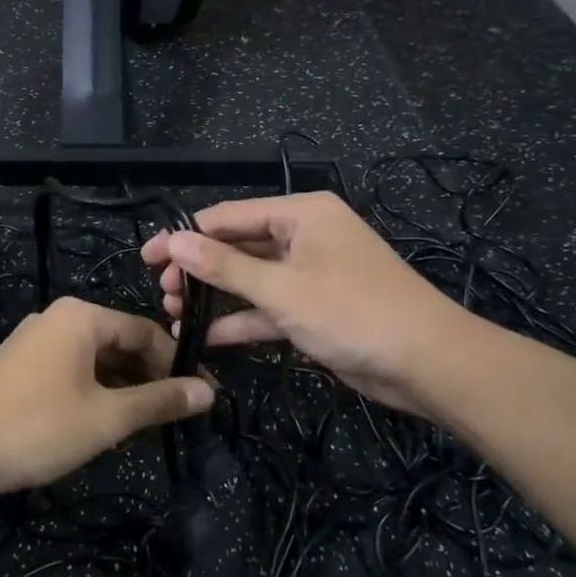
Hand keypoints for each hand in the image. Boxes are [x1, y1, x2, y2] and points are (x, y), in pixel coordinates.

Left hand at [0, 298, 213, 494]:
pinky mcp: (17, 366)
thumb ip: (159, 401)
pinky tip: (103, 421)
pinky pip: (69, 370)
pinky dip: (93, 390)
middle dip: (149, 376)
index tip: (200, 396)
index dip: (176, 364)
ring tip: (144, 424)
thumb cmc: (39, 427)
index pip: (145, 331)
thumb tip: (207, 392)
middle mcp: (56, 318)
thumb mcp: (107, 417)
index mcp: (81, 317)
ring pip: (94, 359)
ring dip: (122, 387)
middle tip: (174, 414)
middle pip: (119, 342)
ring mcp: (33, 341)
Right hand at [142, 192, 470, 417]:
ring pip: (250, 279)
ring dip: (215, 297)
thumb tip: (173, 241)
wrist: (427, 363)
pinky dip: (241, 320)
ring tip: (175, 316)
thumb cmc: (353, 312)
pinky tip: (205, 338)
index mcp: (301, 213)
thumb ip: (224, 265)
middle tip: (163, 295)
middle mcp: (303, 236)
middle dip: (199, 270)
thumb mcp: (281, 288)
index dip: (184, 237)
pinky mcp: (314, 308)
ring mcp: (309, 273)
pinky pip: (268, 307)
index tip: (147, 259)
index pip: (228, 216)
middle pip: (237, 246)